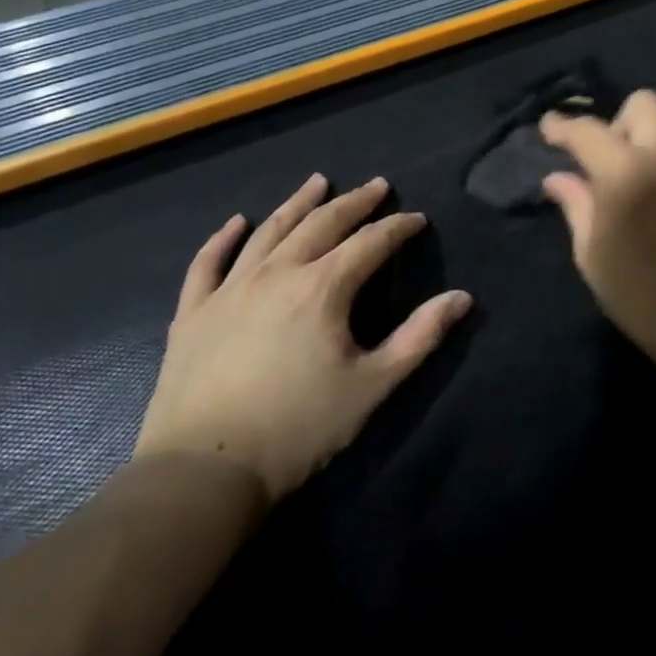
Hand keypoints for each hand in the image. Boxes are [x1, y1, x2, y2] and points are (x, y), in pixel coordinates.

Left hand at [135, 174, 470, 501]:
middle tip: (377, 185)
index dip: (398, 227)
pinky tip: (237, 221)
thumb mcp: (373, 385)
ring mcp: (229, 290)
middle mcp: (277, 274)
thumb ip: (420, 337)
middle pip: (322, 224)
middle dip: (354, 203)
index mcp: (323, 288)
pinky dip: (223, 238)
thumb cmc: (299, 427)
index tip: (417, 219)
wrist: (203, 473)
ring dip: (297, 203)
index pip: (371, 242)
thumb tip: (461, 297)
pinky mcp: (194, 313)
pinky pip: (208, 263)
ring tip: (318, 182)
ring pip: (269, 232)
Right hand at [540, 92, 655, 377]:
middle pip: (640, 103)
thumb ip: (576, 205)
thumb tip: (557, 177)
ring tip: (636, 162)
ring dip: (649, 125)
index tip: (549, 129)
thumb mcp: (593, 254)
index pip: (587, 131)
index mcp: (624, 172)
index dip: (562, 127)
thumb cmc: (642, 295)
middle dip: (615, 121)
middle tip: (604, 158)